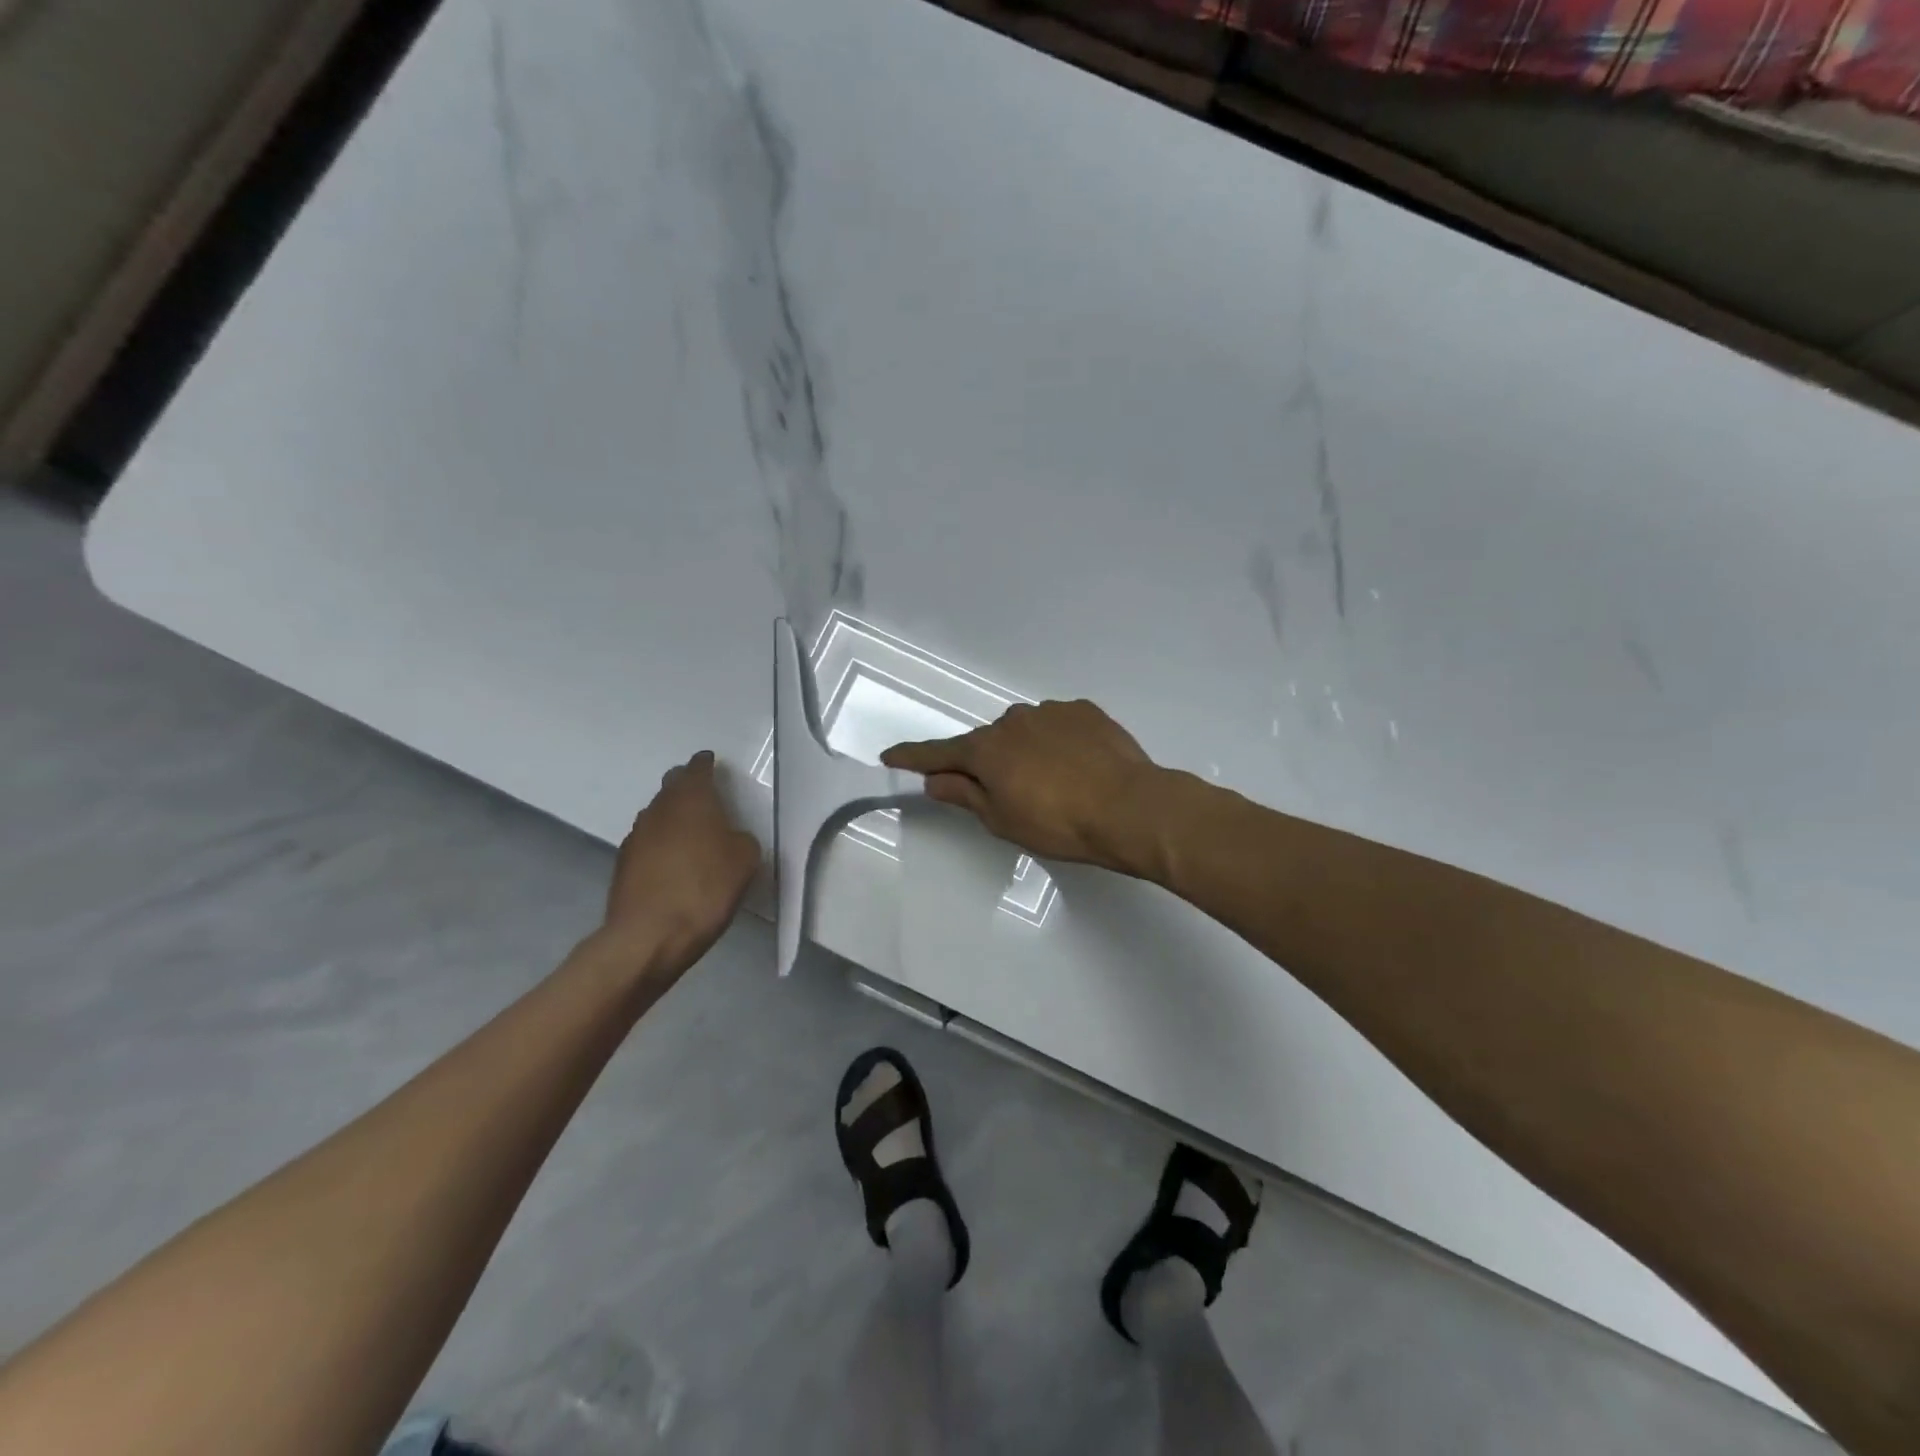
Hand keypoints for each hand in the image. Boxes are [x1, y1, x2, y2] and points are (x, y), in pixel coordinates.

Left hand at [600, 751, 762, 975]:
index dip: (706, 764)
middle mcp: (659, 809)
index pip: (697, 769)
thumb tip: (730, 838)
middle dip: (686, 785)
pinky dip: (661, 843)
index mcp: (692, 800)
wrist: (649, 935)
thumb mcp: (744, 860)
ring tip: (690, 829)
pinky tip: (672, 860)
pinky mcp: (623, 864)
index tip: (711, 762)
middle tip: (703, 793)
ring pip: (657, 814)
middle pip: (672, 786)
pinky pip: (647, 841)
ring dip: (672, 815)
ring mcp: (636, 836)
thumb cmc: (705, 888)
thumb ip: (741, 839)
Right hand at [882, 700, 1164, 874]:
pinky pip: (1058, 725)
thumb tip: (934, 779)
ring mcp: (1051, 711)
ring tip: (1055, 782)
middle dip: (989, 762)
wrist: (1130, 807)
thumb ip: (965, 795)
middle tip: (1011, 793)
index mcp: (987, 750)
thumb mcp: (1003, 820)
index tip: (890, 754)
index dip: (913, 756)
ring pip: (1024, 730)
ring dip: (1026, 750)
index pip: (939, 753)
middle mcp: (1013, 720)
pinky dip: (1058, 741)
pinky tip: (1079, 765)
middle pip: (988, 742)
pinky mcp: (1084, 711)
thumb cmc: (1059, 823)